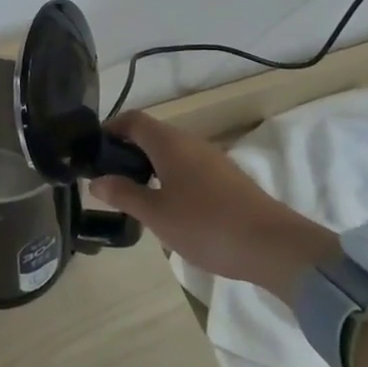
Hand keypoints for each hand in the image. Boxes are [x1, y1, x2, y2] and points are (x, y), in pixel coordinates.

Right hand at [89, 111, 334, 304]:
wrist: (274, 246)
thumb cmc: (206, 225)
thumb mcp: (156, 214)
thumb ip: (123, 194)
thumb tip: (96, 180)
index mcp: (169, 143)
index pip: (133, 120)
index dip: (110, 129)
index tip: (93, 151)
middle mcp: (190, 142)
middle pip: (152, 134)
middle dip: (127, 150)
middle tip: (108, 177)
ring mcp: (212, 159)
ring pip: (171, 152)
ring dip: (149, 165)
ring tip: (134, 194)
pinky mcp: (227, 179)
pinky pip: (188, 167)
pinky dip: (170, 177)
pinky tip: (169, 206)